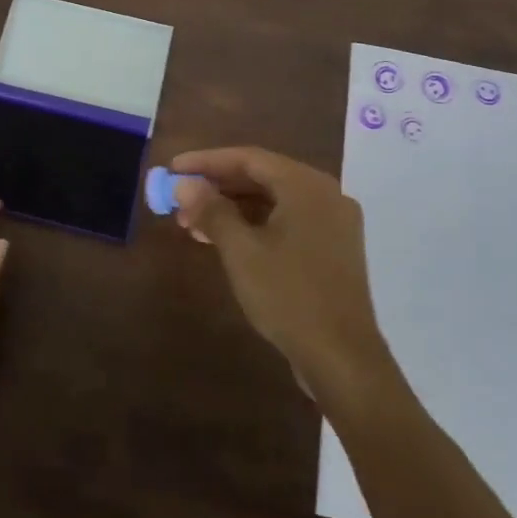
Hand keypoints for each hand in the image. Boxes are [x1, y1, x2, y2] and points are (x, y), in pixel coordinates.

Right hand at [171, 147, 389, 397]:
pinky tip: (224, 241)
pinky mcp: (332, 249)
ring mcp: (333, 223)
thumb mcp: (241, 251)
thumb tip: (184, 184)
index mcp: (306, 186)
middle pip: (262, 177)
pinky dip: (254, 225)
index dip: (206, 161)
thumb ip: (212, 211)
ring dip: (232, 208)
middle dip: (217, 187)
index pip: (248, 158)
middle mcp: (325, 195)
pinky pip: (287, 222)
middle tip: (179, 199)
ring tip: (192, 224)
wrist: (343, 359)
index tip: (173, 168)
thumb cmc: (289, 296)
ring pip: (273, 201)